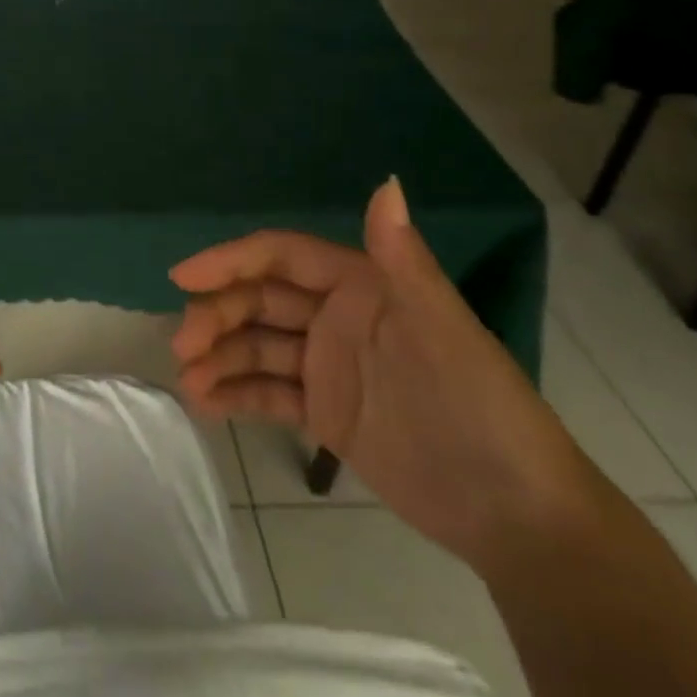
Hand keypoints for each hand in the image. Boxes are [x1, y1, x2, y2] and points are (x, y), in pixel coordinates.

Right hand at [170, 177, 597, 575]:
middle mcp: (336, 318)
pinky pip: (268, 393)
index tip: (183, 278)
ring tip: (187, 383)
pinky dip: (234, 395)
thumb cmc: (478, 407)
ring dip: (217, 358)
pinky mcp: (324, 413)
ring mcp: (327, 366)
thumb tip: (386, 182)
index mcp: (362, 286)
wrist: (514, 514)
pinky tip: (205, 405)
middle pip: (258, 302)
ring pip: (256, 347)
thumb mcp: (441, 330)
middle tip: (182, 345)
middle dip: (216, 316)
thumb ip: (402, 260)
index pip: (281, 258)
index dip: (230, 261)